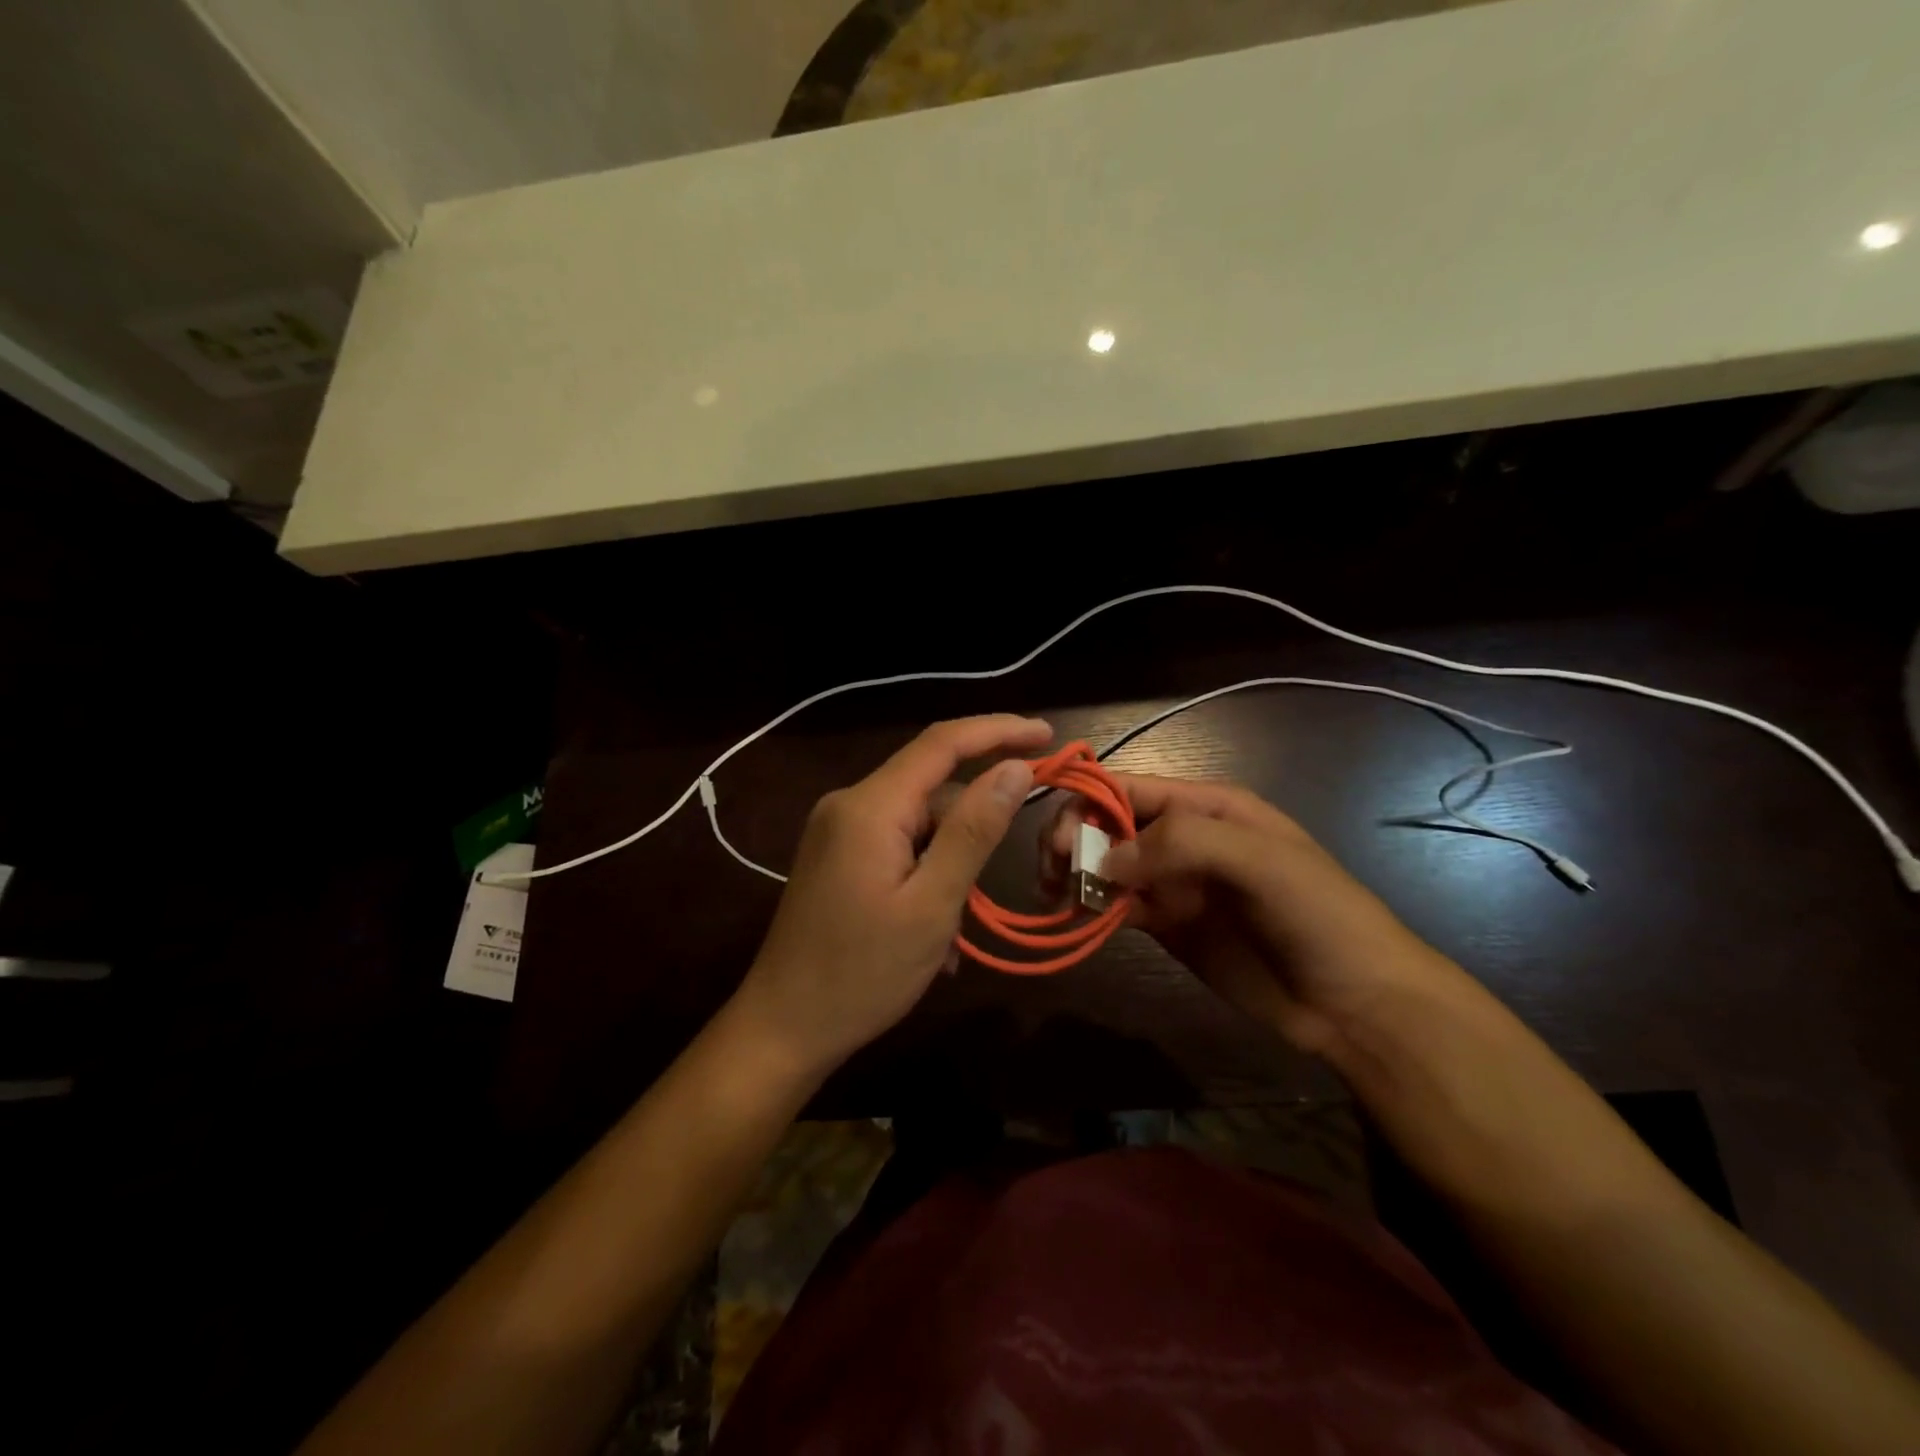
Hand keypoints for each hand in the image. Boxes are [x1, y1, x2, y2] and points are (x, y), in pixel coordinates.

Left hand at [731, 715, 1050, 1078]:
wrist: (782, 1028)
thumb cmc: (862, 974)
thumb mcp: (932, 905)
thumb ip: (974, 831)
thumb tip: (1015, 768)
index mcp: (870, 806)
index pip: (942, 742)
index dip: (999, 730)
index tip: (1047, 734)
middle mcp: (849, 805)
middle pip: (931, 786)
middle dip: (976, 819)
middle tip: (1012, 862)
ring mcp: (838, 831)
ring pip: (918, 821)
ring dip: (951, 860)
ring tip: (960, 922)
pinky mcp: (837, 856)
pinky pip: (898, 844)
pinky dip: (927, 872)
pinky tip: (936, 926)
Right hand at [1047, 774, 1449, 1056]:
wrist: (1355, 1002)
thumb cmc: (1316, 914)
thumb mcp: (1260, 860)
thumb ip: (1181, 843)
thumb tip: (1104, 860)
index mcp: (1206, 806)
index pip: (1129, 788)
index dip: (1087, 803)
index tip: (1059, 840)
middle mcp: (1183, 837)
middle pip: (1108, 823)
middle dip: (1074, 839)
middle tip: (1054, 875)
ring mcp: (1174, 882)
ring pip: (1106, 864)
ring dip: (1075, 874)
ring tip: (1056, 898)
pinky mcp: (1167, 924)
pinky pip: (1118, 905)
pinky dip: (1092, 908)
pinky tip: (1077, 920)